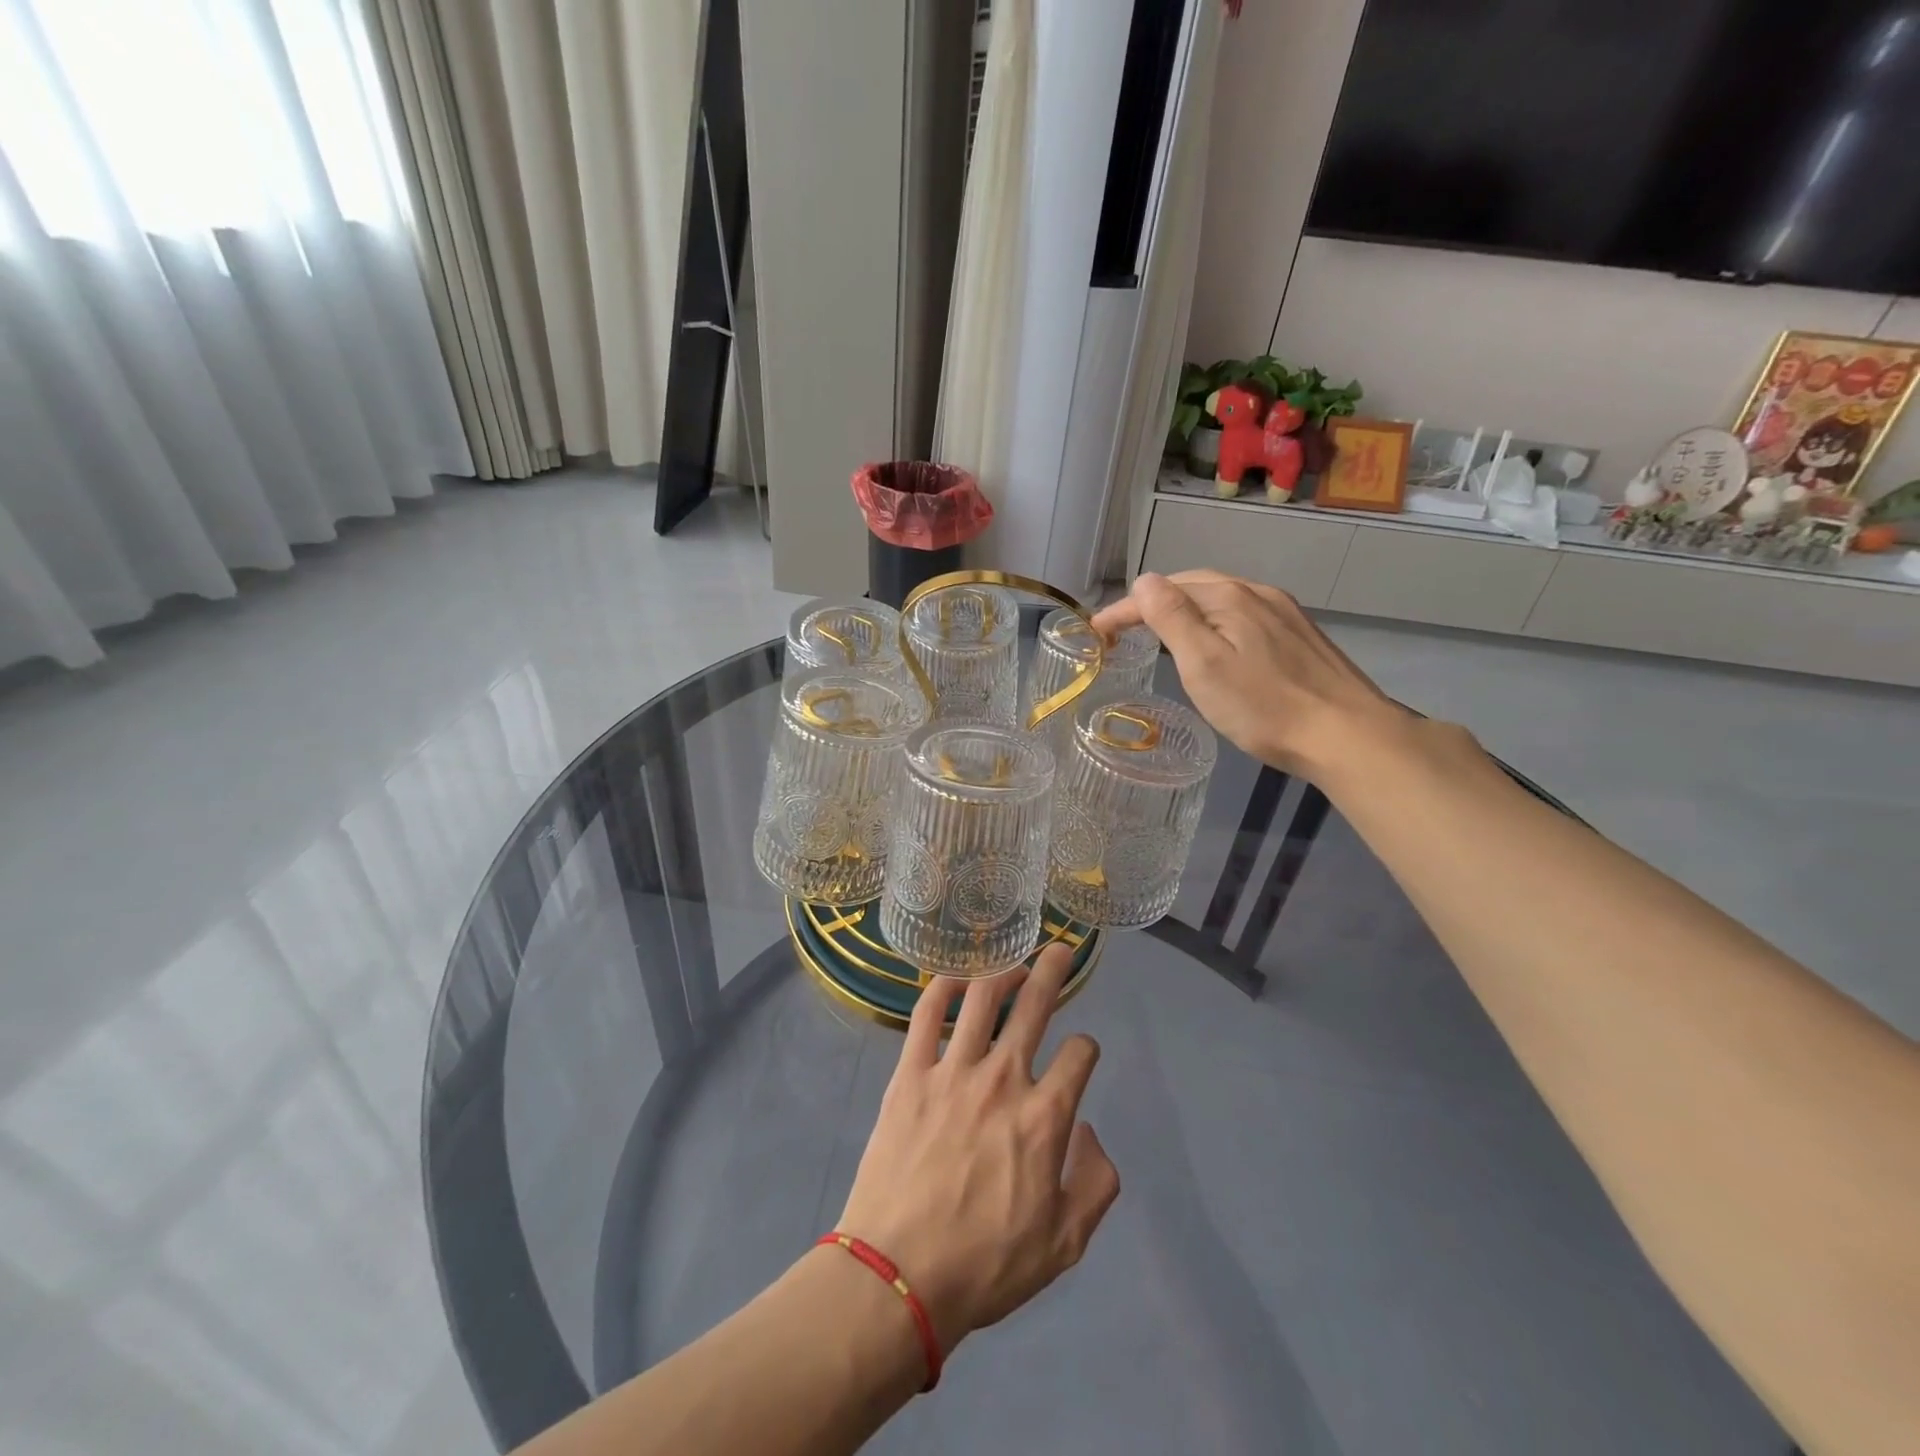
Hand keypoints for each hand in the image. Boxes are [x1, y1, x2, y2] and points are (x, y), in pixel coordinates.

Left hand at [835, 943, 1119, 1356]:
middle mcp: (1003, 1080)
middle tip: (1061, 949)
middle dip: (1054, 972)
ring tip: (1014, 962)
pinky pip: (927, 1015)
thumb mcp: (1064, 1245)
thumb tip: (1089, 1129)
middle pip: (1036, 1006)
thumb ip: (1095, 1183)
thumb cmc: (985, 1266)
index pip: (1080, 1055)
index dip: (1087, 1048)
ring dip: (1004, 971)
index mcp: (1045, 1118)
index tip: (1082, 1056)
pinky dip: (943, 988)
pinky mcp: (910, 1074)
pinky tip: (955, 979)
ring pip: (984, 999)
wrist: (897, 1277)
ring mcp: (953, 1071)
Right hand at [1092, 570, 1406, 778]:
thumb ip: (1172, 619)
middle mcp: (1257, 593)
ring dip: (1186, 608)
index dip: (1125, 609)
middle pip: (1194, 586)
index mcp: (1229, 598)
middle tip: (1125, 629)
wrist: (1347, 735)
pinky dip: (1214, 619)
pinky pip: (1244, 613)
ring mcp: (1284, 612)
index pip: (1163, 592)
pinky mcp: (1300, 635)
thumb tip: (1145, 581)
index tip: (1095, 631)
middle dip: (1154, 602)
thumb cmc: (1263, 706)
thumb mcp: (1204, 665)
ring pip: (1222, 598)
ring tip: (1162, 631)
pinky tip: (1216, 642)